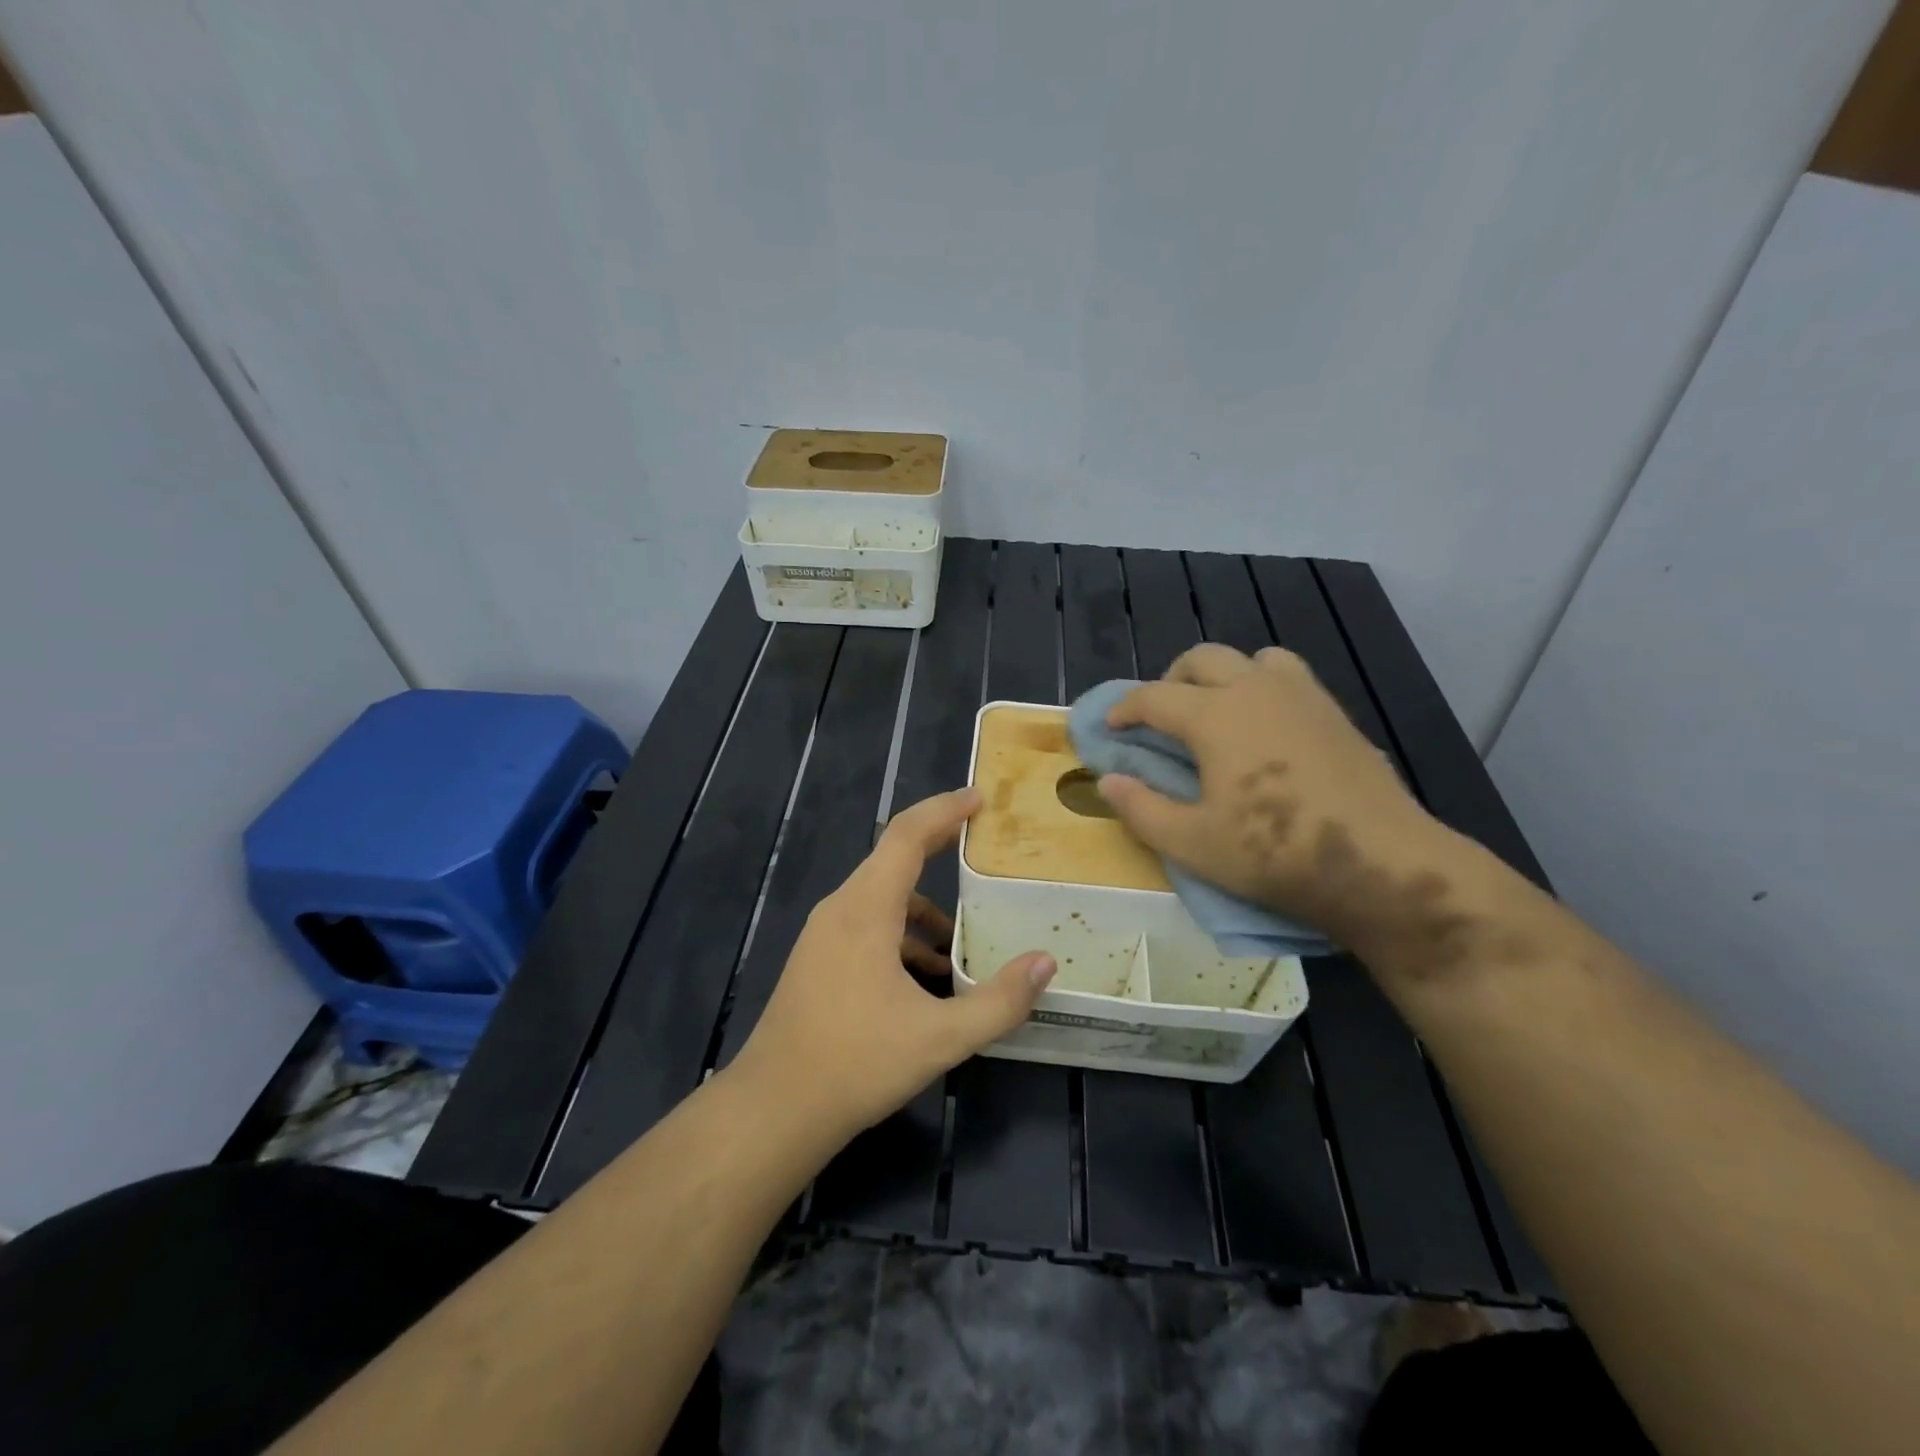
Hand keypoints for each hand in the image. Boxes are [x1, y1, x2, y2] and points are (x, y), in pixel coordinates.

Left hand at [732, 789, 1056, 1140]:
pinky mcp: (818, 960)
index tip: (979, 797)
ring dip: (923, 908)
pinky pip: (867, 926)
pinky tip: (925, 978)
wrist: (773, 1109)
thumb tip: (1044, 963)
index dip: (944, 809)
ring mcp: (824, 935)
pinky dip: (901, 934)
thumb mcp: (940, 1038)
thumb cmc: (856, 1064)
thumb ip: (999, 1001)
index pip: (906, 836)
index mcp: (866, 910)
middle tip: (982, 845)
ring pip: (881, 898)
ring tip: (962, 942)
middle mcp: (841, 909)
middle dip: (939, 847)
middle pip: (894, 858)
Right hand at [1098, 644, 1453, 957]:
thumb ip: (1141, 809)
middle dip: (1170, 680)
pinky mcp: (1335, 713)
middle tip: (1159, 716)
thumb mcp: (1191, 844)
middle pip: (1202, 659)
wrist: (1381, 863)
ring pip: (1252, 658)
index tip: (1111, 727)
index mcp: (1214, 715)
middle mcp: (1255, 689)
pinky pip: (1289, 677)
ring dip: (1223, 675)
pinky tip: (1265, 730)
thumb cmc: (1274, 853)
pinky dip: (1263, 687)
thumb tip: (1107, 782)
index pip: (1154, 696)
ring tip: (1216, 712)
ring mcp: (1302, 696)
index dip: (1125, 709)